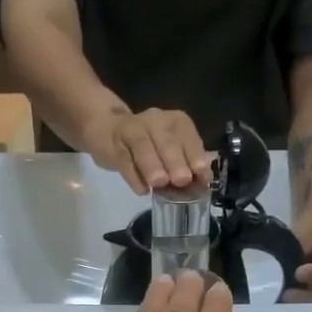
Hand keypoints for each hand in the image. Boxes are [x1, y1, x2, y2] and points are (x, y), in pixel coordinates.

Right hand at [82, 107, 212, 195]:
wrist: (107, 128)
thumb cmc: (149, 144)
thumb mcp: (170, 149)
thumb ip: (186, 163)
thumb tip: (204, 182)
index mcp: (175, 121)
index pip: (187, 135)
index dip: (195, 154)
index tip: (201, 175)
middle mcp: (154, 121)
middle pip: (165, 139)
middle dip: (175, 160)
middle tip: (182, 180)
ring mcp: (131, 131)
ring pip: (142, 145)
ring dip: (152, 165)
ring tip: (160, 184)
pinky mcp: (112, 145)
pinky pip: (123, 160)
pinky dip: (133, 176)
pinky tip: (141, 190)